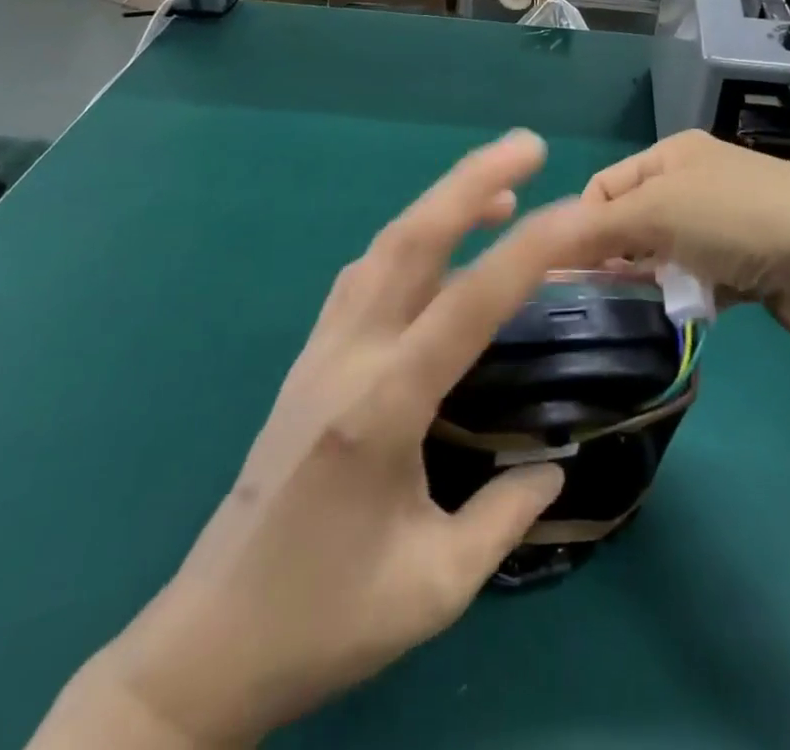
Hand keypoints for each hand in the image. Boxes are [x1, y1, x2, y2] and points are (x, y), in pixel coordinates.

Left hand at [41, 132, 611, 747]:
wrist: (207, 644)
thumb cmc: (325, 621)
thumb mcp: (434, 587)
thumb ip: (505, 516)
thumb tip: (554, 464)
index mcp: (381, 408)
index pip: (469, 304)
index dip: (531, 251)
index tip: (582, 214)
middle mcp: (347, 357)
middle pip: (411, 242)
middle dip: (470, 181)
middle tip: (528, 145)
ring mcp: (320, 351)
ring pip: (384, 248)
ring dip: (441, 204)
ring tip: (499, 187)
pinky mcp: (309, 360)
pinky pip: (363, 276)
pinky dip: (409, 242)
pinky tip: (435, 248)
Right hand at [582, 131, 789, 346]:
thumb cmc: (736, 218)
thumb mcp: (657, 211)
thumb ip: (597, 228)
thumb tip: (545, 244)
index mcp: (674, 154)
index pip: (606, 185)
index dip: (583, 223)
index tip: (569, 268)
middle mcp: (697, 182)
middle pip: (634, 220)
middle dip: (616, 254)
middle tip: (598, 293)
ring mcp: (725, 225)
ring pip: (665, 254)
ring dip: (652, 277)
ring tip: (645, 301)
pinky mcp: (748, 267)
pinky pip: (700, 280)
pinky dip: (689, 295)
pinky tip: (688, 309)